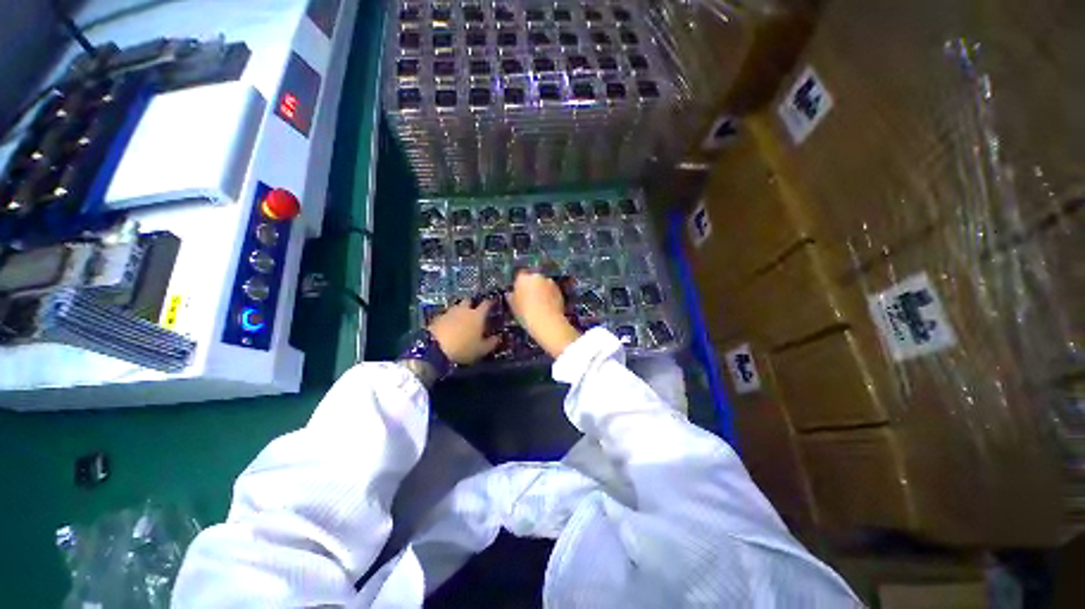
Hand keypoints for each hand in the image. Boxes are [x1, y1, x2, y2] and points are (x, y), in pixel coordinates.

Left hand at [428, 298, 499, 364]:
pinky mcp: (437, 318)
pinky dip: (448, 319)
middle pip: (469, 300)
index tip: (493, 303)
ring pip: (456, 307)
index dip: (490, 302)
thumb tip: (498, 337)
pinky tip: (448, 326)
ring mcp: (449, 313)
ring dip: (459, 311)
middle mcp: (464, 310)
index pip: (486, 303)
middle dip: (472, 303)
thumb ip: (492, 342)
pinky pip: (445, 316)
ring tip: (461, 319)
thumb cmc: (463, 348)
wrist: (434, 349)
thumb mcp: (482, 349)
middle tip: (474, 311)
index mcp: (477, 315)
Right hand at [506, 271, 580, 357]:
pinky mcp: (559, 290)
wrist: (547, 322)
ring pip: (544, 285)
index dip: (520, 285)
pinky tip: (548, 307)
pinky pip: (552, 291)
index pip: (520, 277)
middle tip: (529, 300)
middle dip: (532, 287)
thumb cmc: (526, 314)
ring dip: (542, 291)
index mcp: (523, 278)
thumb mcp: (513, 307)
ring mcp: (550, 283)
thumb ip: (511, 297)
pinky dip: (550, 296)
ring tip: (540, 305)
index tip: (519, 294)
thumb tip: (510, 294)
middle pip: (533, 279)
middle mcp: (537, 276)